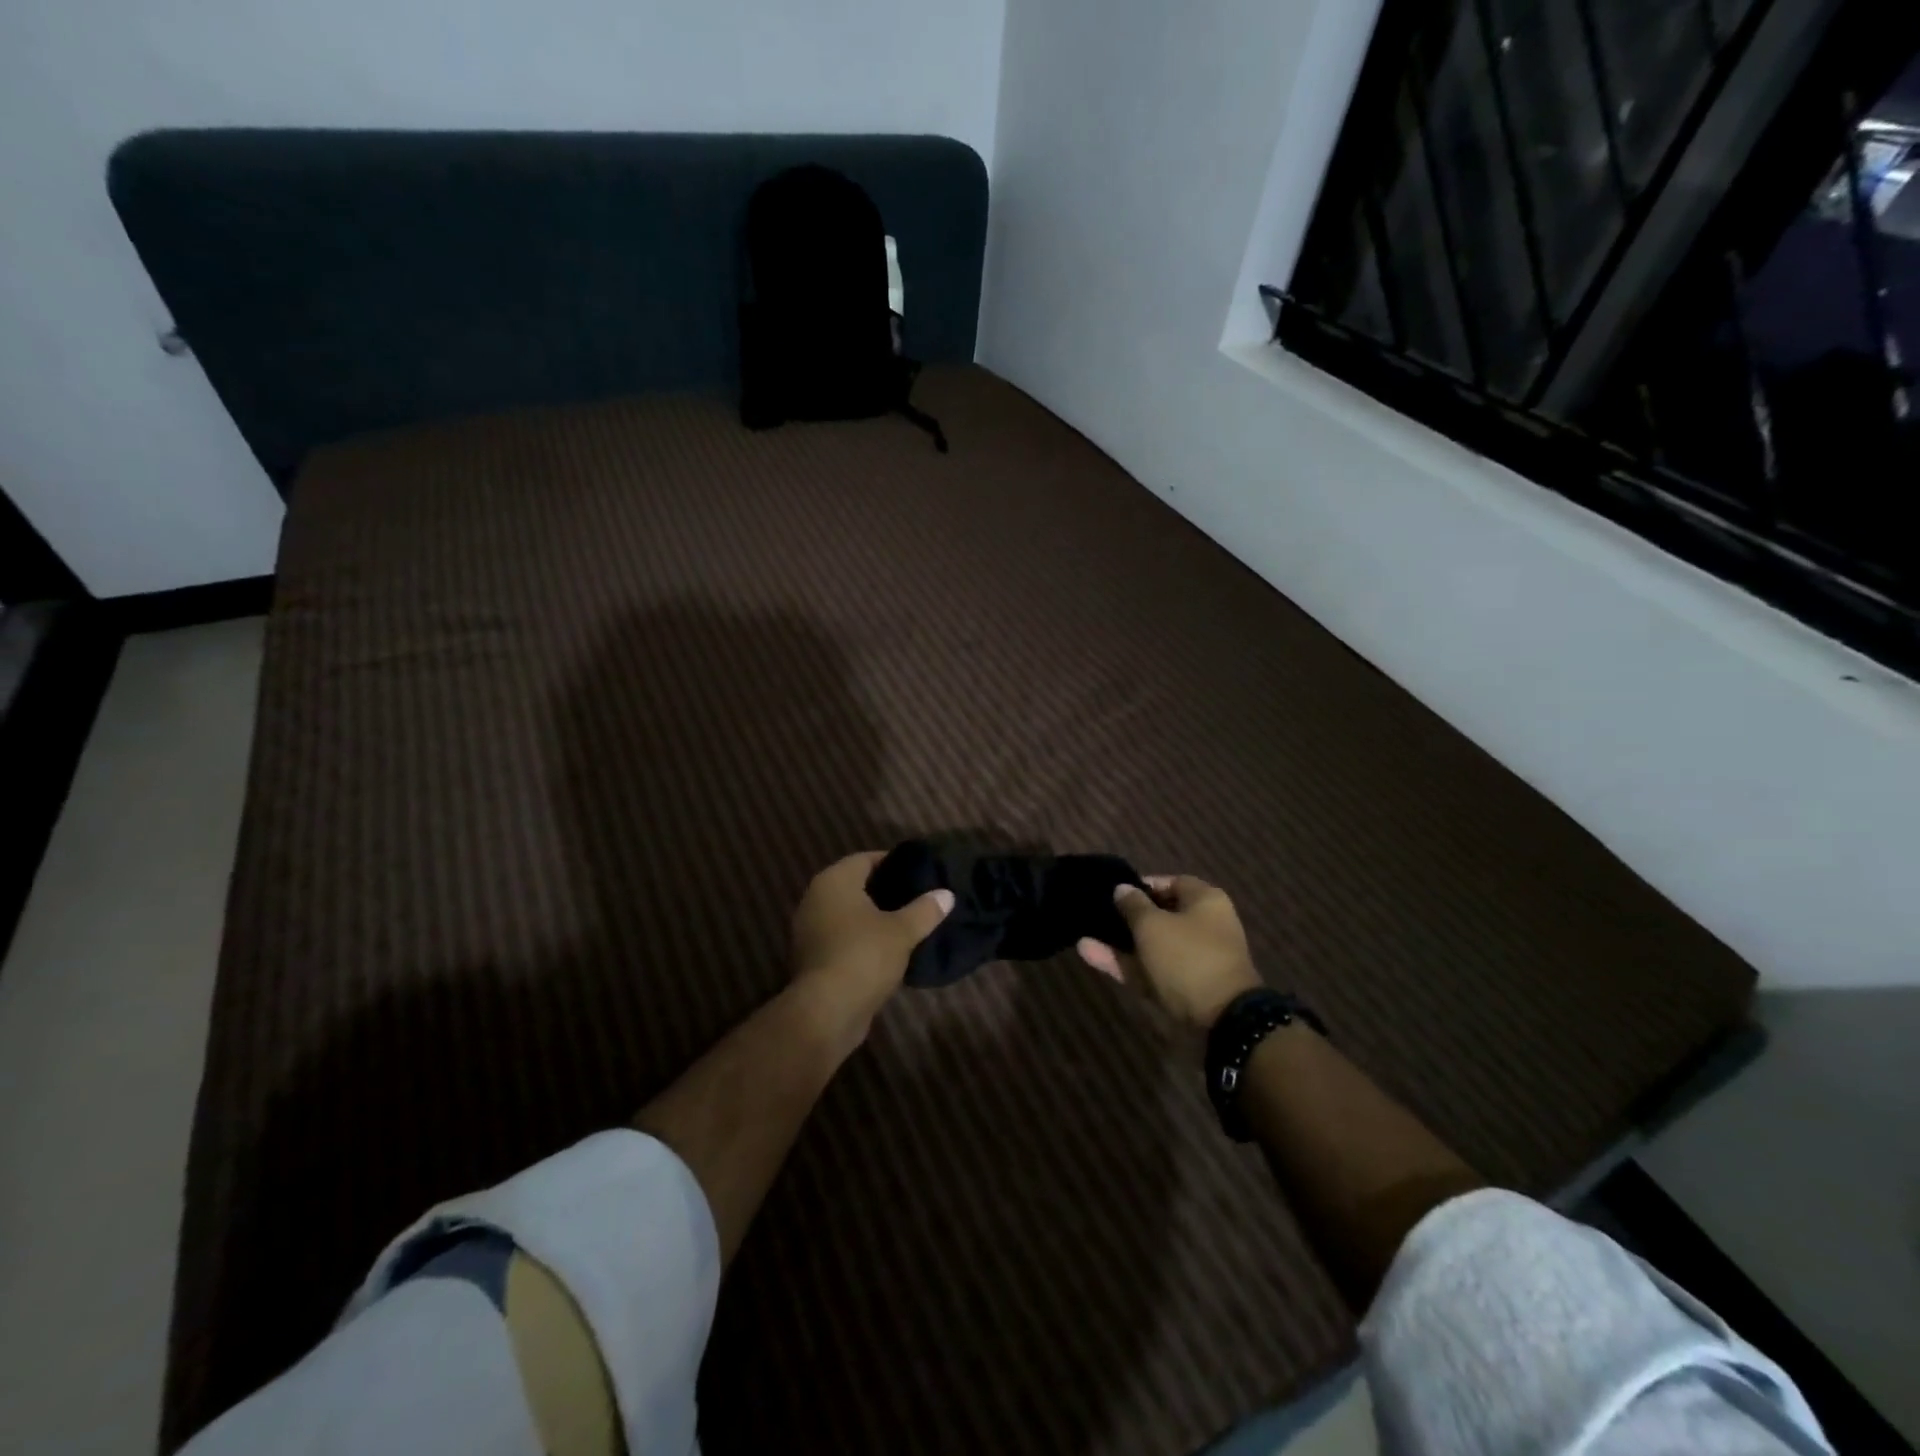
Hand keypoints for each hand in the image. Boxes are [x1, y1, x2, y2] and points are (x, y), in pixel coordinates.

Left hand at [790, 852, 953, 1045]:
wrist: (826, 1011)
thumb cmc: (864, 956)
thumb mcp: (902, 931)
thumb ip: (925, 909)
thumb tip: (947, 893)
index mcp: (834, 881)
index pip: (865, 859)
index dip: (892, 862)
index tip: (917, 872)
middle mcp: (815, 898)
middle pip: (854, 885)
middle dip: (884, 890)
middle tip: (916, 896)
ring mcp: (809, 929)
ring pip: (847, 914)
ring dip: (872, 917)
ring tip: (906, 922)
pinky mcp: (812, 957)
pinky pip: (841, 937)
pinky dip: (861, 938)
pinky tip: (887, 949)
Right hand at [1077, 875, 1261, 1030]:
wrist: (1222, 1021)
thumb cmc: (1188, 957)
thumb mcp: (1153, 925)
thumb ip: (1133, 905)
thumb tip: (1122, 889)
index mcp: (1206, 902)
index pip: (1172, 883)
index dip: (1143, 885)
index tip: (1116, 891)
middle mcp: (1202, 928)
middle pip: (1160, 916)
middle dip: (1128, 917)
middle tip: (1098, 916)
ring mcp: (1191, 960)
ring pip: (1151, 946)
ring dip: (1119, 944)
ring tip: (1083, 940)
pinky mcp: (1180, 988)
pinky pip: (1149, 970)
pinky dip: (1124, 964)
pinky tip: (1090, 955)